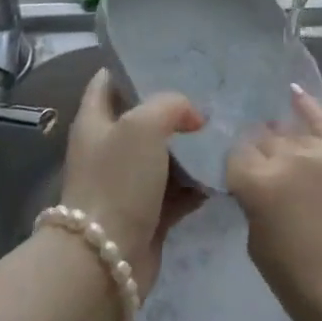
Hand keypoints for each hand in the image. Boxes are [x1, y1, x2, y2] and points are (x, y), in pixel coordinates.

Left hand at [57, 69, 207, 299]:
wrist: (105, 261)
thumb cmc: (117, 182)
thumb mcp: (142, 126)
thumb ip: (170, 105)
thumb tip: (193, 116)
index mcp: (95, 121)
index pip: (110, 80)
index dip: (135, 66)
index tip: (171, 58)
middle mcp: (109, 148)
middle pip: (143, 117)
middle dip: (174, 106)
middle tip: (211, 93)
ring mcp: (128, 183)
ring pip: (164, 154)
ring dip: (191, 146)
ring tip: (226, 128)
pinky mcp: (148, 214)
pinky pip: (178, 190)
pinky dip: (198, 183)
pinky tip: (224, 170)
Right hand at [227, 85, 321, 320]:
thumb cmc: (306, 288)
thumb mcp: (259, 248)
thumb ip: (253, 205)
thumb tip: (255, 182)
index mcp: (258, 184)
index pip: (235, 156)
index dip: (238, 169)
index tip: (242, 180)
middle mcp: (288, 157)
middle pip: (262, 139)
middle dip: (260, 153)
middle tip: (266, 171)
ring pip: (291, 132)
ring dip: (284, 141)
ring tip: (283, 149)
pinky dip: (308, 107)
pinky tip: (294, 94)